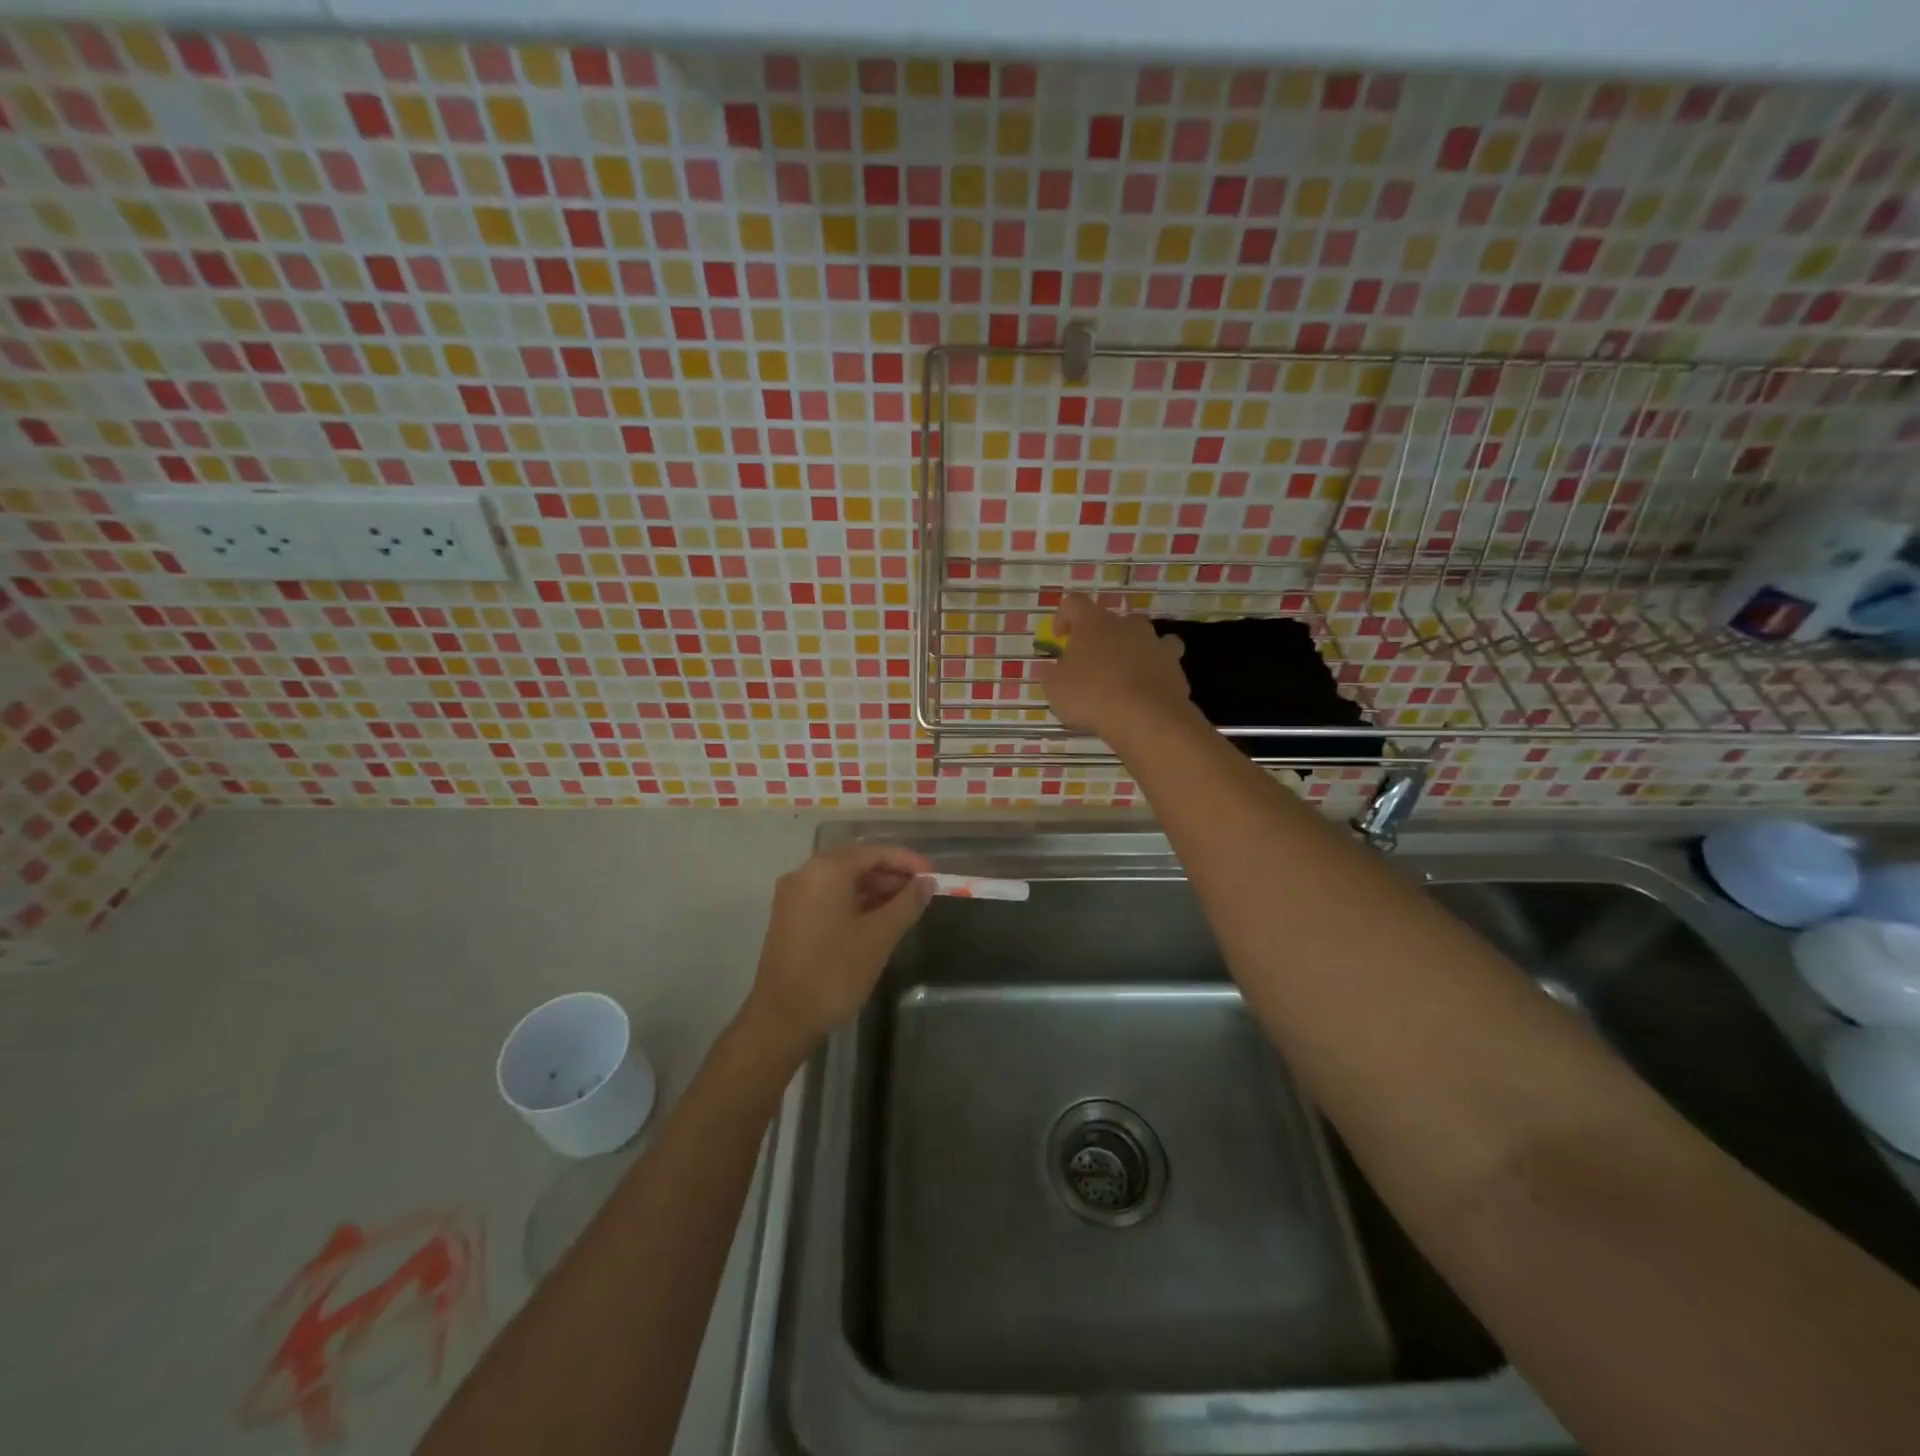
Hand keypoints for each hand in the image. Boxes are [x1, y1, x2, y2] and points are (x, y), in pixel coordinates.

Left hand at [746, 843, 933, 1045]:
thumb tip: (927, 883)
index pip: (874, 852)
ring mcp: (793, 896)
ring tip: (904, 906)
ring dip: (873, 889)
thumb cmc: (835, 971)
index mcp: (826, 870)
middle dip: (890, 874)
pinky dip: (854, 901)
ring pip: (841, 880)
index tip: (933, 875)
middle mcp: (805, 873)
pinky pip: (827, 896)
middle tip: (922, 891)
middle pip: (855, 862)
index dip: (907, 861)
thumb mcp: (879, 936)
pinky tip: (876, 919)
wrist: (783, 1018)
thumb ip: (907, 903)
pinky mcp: (789, 917)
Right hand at [1036, 593, 1192, 739]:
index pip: (1074, 604)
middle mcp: (1126, 624)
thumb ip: (1052, 674)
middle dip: (1099, 638)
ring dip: (1130, 651)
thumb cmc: (1092, 697)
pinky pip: (1161, 661)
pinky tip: (1145, 690)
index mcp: (1093, 623)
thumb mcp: (1055, 689)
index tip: (1060, 636)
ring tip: (1122, 675)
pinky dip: (1152, 670)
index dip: (1064, 616)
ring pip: (1140, 638)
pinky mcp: (1174, 664)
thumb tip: (1054, 669)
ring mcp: (1154, 642)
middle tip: (1090, 663)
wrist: (1147, 717)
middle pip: (1110, 621)